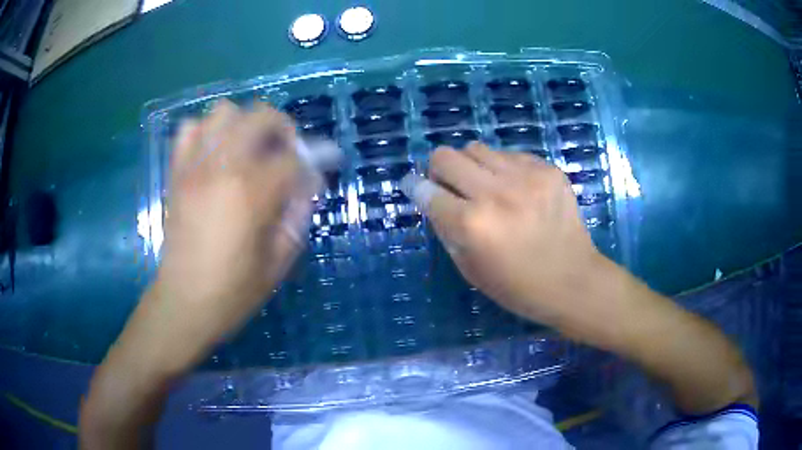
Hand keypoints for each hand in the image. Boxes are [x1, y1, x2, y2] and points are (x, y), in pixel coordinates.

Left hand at [150, 100, 317, 361]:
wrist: (184, 303)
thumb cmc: (233, 291)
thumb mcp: (279, 262)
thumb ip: (298, 215)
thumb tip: (309, 185)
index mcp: (251, 193)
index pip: (293, 157)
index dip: (315, 159)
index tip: (324, 165)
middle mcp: (221, 168)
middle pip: (259, 116)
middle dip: (282, 128)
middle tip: (286, 152)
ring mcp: (194, 167)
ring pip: (222, 112)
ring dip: (243, 124)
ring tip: (248, 150)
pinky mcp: (177, 173)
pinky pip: (189, 129)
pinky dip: (206, 131)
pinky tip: (215, 153)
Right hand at [405, 142, 602, 326]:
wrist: (573, 280)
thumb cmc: (518, 286)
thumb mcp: (470, 268)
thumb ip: (446, 229)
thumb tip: (432, 199)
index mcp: (472, 225)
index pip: (426, 191)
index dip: (416, 188)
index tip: (418, 188)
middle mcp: (495, 193)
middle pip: (445, 156)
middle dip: (440, 170)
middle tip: (452, 186)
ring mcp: (525, 176)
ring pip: (476, 148)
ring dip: (472, 166)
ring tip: (487, 187)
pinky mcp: (547, 170)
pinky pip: (509, 155)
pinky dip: (503, 169)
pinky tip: (516, 190)